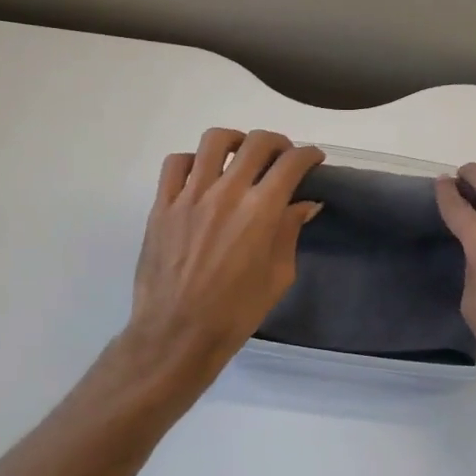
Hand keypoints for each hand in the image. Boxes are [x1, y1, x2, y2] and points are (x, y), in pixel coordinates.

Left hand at [116, 128, 323, 385]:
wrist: (178, 333)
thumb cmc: (236, 312)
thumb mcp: (278, 276)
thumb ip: (289, 233)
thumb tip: (303, 205)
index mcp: (261, 211)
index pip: (291, 163)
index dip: (309, 155)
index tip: (313, 159)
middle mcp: (227, 193)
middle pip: (257, 143)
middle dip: (278, 143)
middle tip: (282, 157)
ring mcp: (190, 196)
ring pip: (214, 141)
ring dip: (236, 141)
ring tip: (241, 155)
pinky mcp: (162, 205)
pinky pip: (176, 163)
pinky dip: (193, 160)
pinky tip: (202, 175)